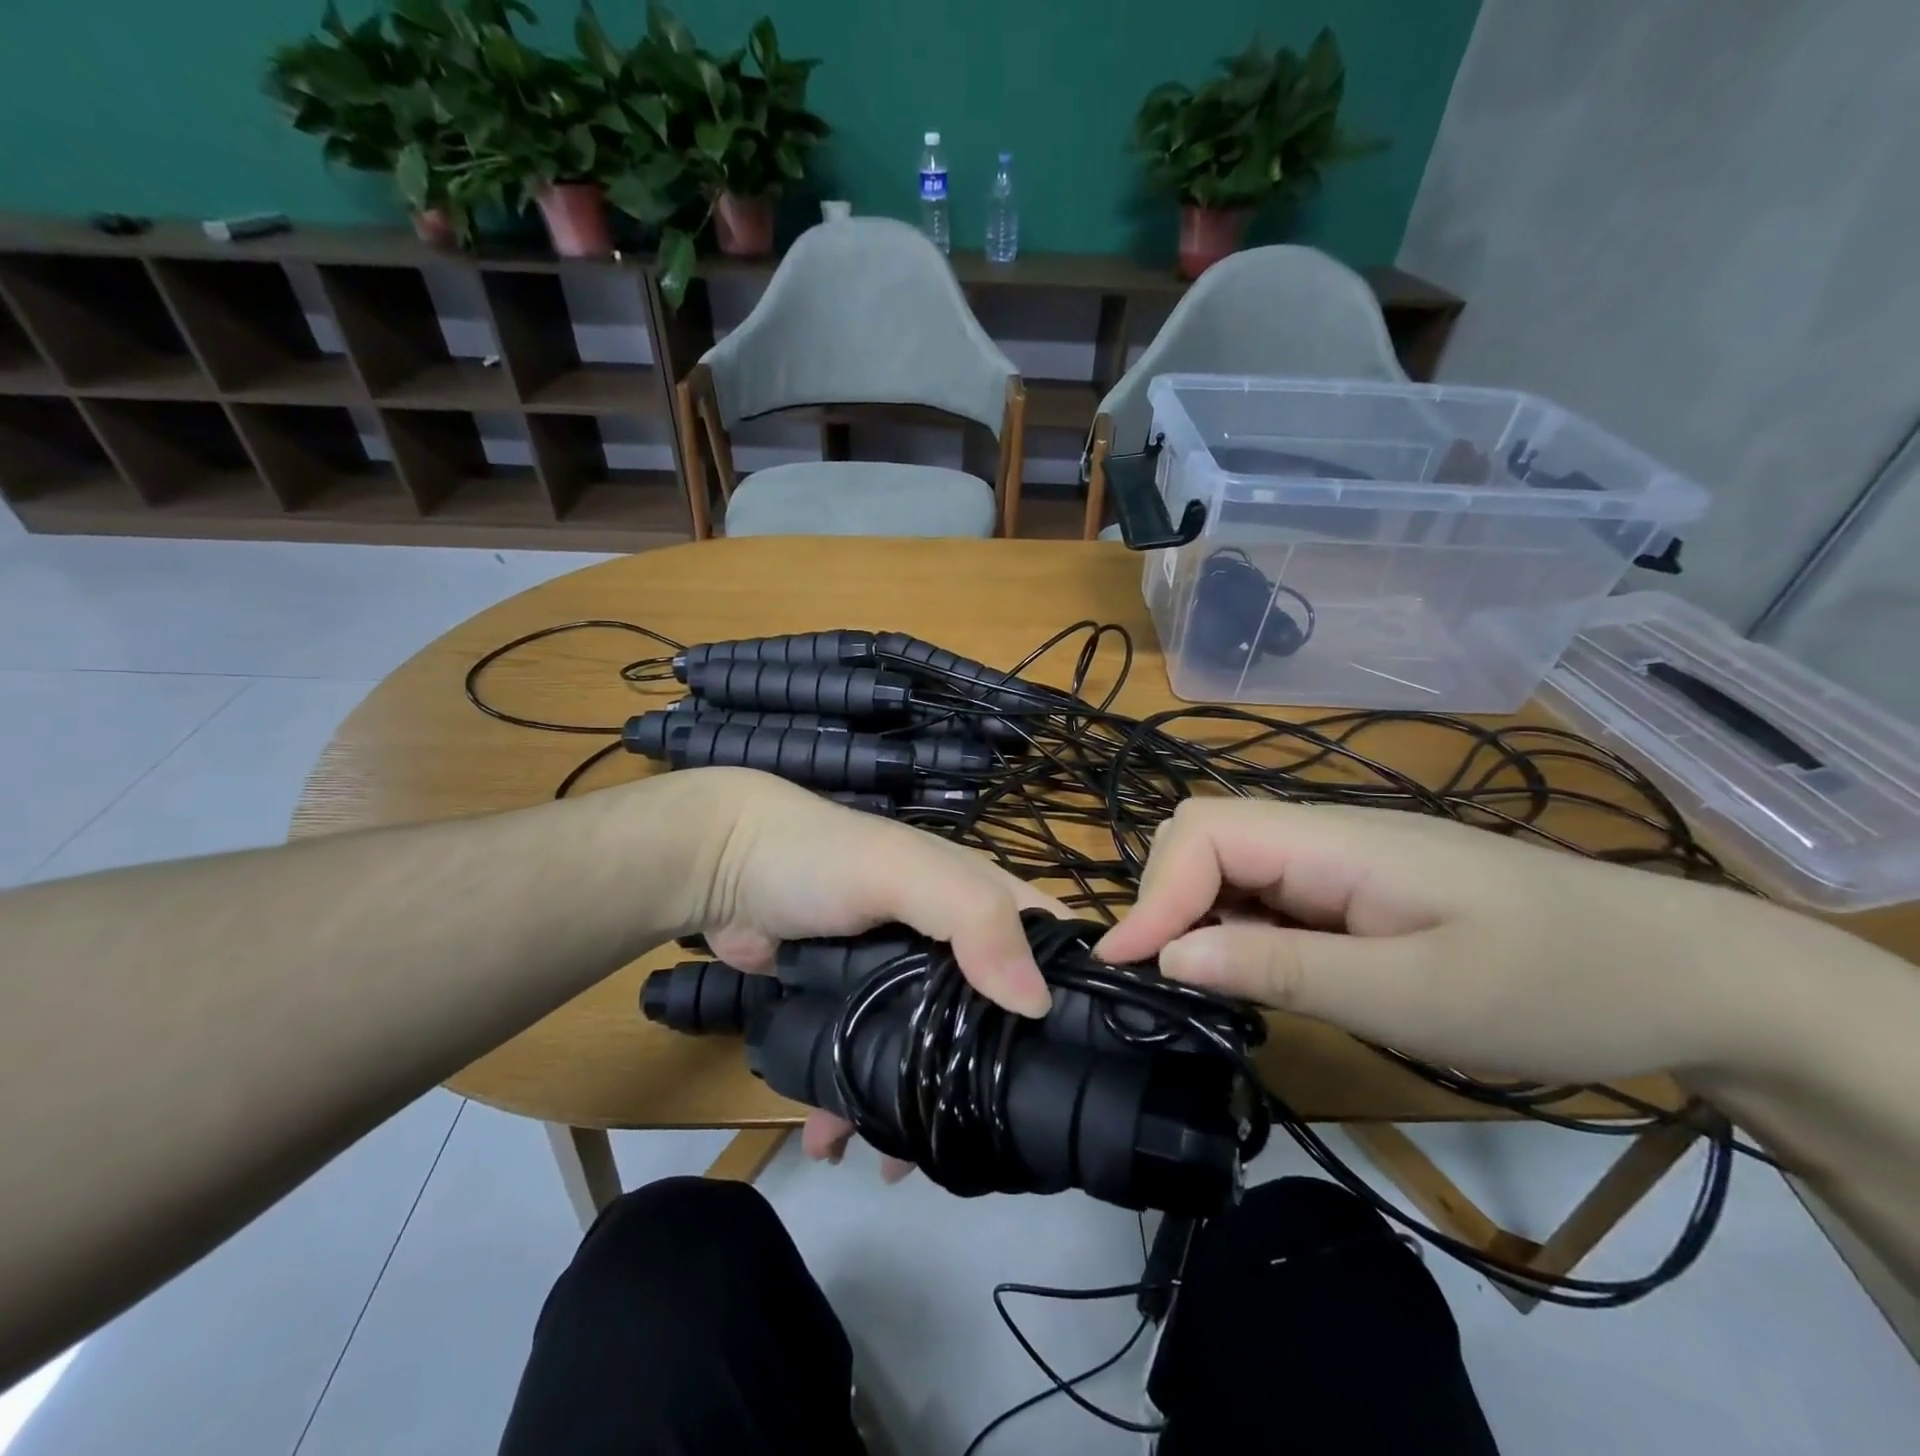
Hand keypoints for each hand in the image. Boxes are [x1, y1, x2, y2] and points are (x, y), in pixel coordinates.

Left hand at [669, 769, 1055, 1169]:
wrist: (723, 868)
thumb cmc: (826, 859)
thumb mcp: (906, 871)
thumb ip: (973, 919)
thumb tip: (1038, 1004)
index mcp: (978, 902)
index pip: (1051, 946)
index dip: (1079, 996)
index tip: (1092, 1071)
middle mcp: (951, 944)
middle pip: (994, 1018)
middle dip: (995, 1078)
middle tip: (994, 1144)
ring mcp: (899, 981)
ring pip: (932, 1053)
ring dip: (921, 1108)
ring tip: (901, 1165)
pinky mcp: (853, 1009)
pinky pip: (871, 1067)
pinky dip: (859, 1109)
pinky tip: (838, 1146)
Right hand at [1094, 798, 1822, 1085]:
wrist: (1684, 973)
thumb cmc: (1556, 985)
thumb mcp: (1412, 995)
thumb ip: (1281, 969)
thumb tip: (1168, 957)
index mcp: (1334, 841)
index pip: (1205, 833)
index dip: (1154, 894)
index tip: (1126, 968)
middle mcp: (1324, 833)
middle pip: (1206, 835)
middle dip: (1167, 899)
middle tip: (1163, 980)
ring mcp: (1341, 857)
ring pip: (1232, 863)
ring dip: (1198, 917)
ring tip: (1202, 986)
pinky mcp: (1356, 886)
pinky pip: (1270, 892)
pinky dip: (1239, 929)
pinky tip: (1258, 973)